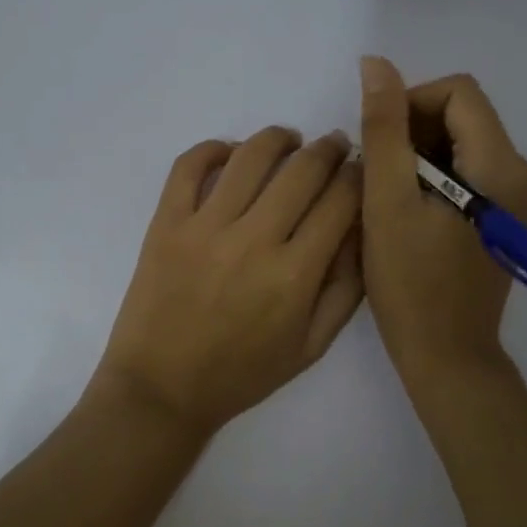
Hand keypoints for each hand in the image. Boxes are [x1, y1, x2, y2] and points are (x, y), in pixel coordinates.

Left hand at [92, 127, 365, 438]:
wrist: (162, 388)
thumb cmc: (242, 374)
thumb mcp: (312, 345)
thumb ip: (346, 287)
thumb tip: (363, 227)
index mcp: (295, 274)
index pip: (342, 200)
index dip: (360, 176)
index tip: (363, 169)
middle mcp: (253, 240)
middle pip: (303, 169)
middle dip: (330, 149)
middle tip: (335, 146)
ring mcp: (204, 227)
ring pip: (251, 156)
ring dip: (279, 138)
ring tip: (289, 140)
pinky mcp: (166, 223)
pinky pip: (189, 166)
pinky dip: (213, 147)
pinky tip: (231, 152)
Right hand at [357, 57, 526, 381]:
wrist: (446, 355)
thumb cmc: (410, 283)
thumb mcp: (387, 200)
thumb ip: (383, 128)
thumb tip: (376, 64)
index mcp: (503, 168)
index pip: (459, 92)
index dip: (410, 102)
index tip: (378, 141)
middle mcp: (524, 174)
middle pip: (464, 115)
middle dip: (413, 130)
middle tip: (377, 173)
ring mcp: (521, 197)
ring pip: (463, 141)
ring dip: (420, 154)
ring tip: (390, 195)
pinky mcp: (509, 215)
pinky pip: (469, 169)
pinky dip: (435, 175)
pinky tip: (410, 208)